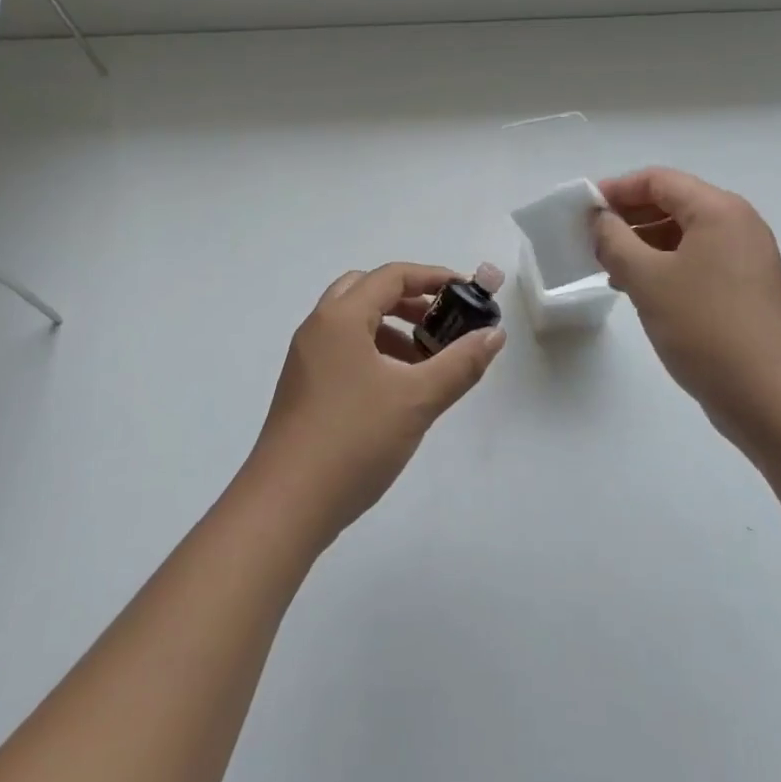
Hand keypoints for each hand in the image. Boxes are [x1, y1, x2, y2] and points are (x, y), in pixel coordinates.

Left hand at [246, 263, 505, 544]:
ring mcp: (306, 359)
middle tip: (442, 324)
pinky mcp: (303, 388)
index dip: (433, 277)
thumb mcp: (417, 400)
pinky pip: (343, 351)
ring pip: (354, 324)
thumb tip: (494, 334)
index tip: (468, 293)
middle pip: (366, 291)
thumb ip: (460, 363)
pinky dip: (374, 353)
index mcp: (340, 318)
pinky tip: (397, 390)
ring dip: (392, 329)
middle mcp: (318, 328)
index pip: (391, 276)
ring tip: (426, 362)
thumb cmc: (354, 440)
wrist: (286, 505)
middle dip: (409, 300)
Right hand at [590, 168, 780, 446]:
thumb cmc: (705, 326)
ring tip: (607, 267)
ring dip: (642, 244)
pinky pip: (696, 261)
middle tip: (589, 239)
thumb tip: (600, 220)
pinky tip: (637, 290)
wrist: (769, 396)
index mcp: (718, 210)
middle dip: (628, 218)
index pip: (658, 180)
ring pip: (683, 235)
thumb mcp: (647, 278)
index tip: (582, 210)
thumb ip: (614, 240)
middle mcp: (737, 225)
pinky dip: (663, 266)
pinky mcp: (745, 289)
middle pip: (673, 203)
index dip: (616, 189)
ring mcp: (745, 258)